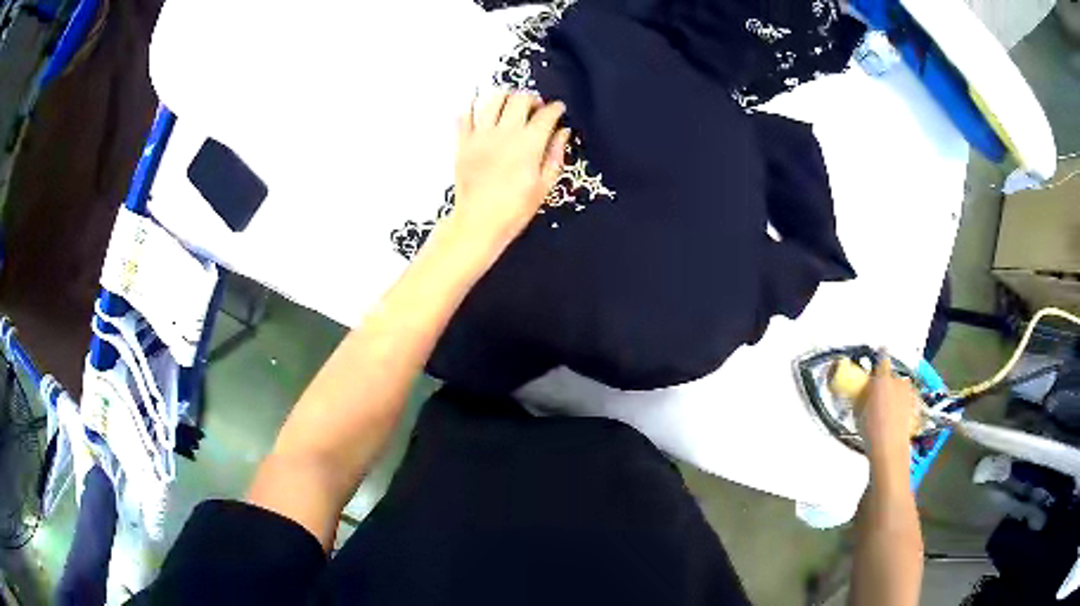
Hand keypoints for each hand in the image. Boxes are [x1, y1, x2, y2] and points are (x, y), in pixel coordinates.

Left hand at [439, 91, 570, 259]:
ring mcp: (481, 135)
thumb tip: (563, 131)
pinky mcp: (463, 142)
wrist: (478, 222)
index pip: (546, 114)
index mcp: (529, 144)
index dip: (556, 108)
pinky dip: (474, 107)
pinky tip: (482, 111)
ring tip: (510, 105)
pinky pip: (465, 114)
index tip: (559, 109)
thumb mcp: (544, 185)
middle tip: (535, 107)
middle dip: (532, 98)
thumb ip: (556, 154)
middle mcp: (505, 133)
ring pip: (493, 99)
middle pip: (520, 99)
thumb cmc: (515, 208)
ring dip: (505, 96)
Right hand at [858, 355, 920, 466]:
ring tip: (888, 408)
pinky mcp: (915, 406)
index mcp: (882, 379)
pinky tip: (896, 416)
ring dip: (895, 392)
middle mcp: (898, 380)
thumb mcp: (858, 413)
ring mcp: (908, 393)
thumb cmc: (871, 430)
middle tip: (878, 394)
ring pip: (901, 387)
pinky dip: (903, 403)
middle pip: (892, 375)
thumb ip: (861, 397)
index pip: (882, 358)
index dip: (879, 355)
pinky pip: (907, 399)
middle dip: (886, 381)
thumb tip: (861, 392)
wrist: (890, 449)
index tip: (876, 356)